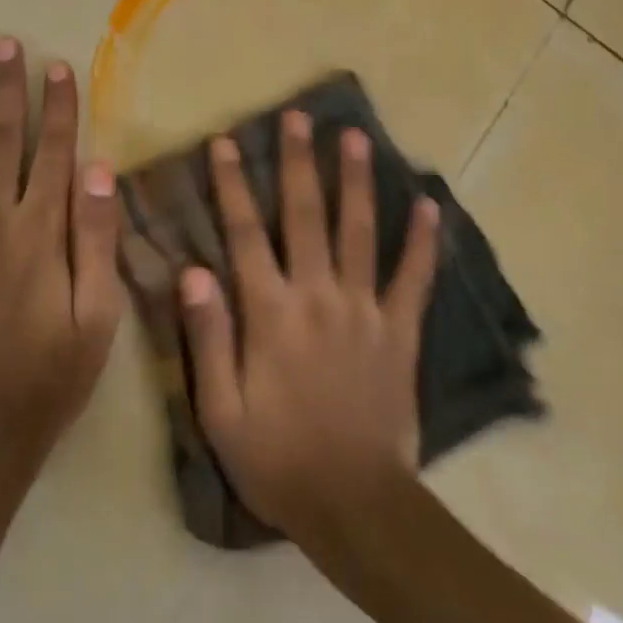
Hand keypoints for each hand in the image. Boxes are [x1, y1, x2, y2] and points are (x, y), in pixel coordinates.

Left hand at [0, 40, 122, 466]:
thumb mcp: (98, 316)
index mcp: (41, 233)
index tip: (57, 65)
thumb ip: (97, 240)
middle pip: (3, 141)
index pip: (55, 153)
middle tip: (5, 42)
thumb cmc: (52, 375)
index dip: (59, 107)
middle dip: (8, 89)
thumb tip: (99, 171)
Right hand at [179, 110, 440, 542]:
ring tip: (355, 136)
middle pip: (305, 216)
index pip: (245, 234)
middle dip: (298, 162)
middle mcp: (318, 296)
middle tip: (299, 116)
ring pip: (359, 231)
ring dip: (355, 181)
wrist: (355, 506)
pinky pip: (414, 278)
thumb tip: (193, 270)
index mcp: (270, 313)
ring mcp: (365, 309)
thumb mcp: (221, 410)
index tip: (226, 141)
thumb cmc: (277, 459)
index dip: (233, 184)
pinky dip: (423, 240)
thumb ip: (209, 336)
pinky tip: (429, 204)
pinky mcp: (400, 330)